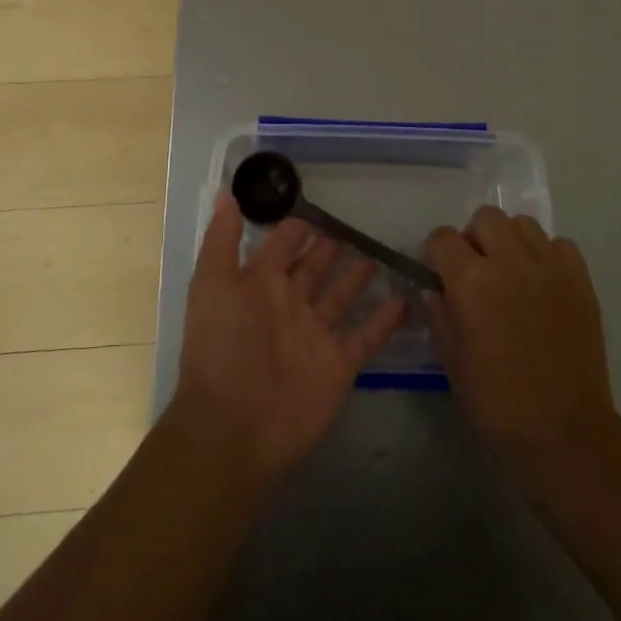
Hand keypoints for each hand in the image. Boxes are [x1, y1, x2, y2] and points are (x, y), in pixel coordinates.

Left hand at [169, 192, 408, 481]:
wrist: (235, 428)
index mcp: (259, 285)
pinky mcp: (339, 364)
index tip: (318, 207)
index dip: (296, 228)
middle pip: (314, 268)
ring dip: (358, 276)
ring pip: (342, 296)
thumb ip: (222, 240)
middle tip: (354, 226)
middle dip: (330, 247)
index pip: (282, 246)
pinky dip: (386, 319)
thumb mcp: (213, 284)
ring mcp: (316, 335)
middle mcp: (289, 305)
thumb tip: (226, 192)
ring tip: (379, 252)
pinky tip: (408, 299)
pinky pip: (367, 335)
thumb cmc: (222, 348)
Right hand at [425, 206, 615, 464]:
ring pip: (523, 224)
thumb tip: (433, 288)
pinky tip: (542, 284)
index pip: (442, 237)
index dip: (436, 254)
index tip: (440, 275)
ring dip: (510, 241)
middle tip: (477, 271)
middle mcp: (510, 261)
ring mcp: (550, 267)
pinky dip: (547, 255)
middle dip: (474, 238)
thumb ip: (439, 314)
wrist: (564, 432)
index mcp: (471, 281)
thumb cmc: (497, 402)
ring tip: (511, 273)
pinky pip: (560, 245)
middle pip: (485, 217)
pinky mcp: (580, 280)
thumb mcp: (451, 360)